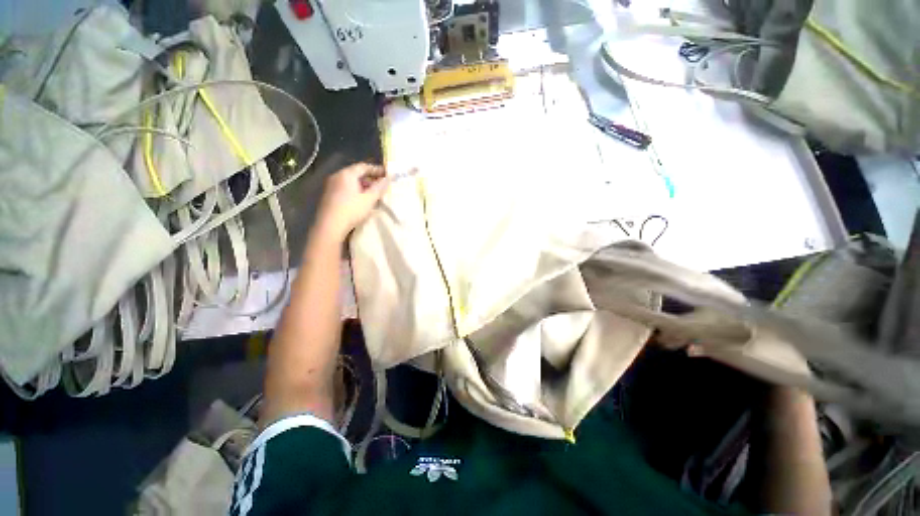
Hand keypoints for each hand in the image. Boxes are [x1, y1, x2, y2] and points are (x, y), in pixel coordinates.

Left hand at [315, 163, 389, 240]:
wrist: (330, 226)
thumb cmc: (351, 210)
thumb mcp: (369, 199)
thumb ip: (379, 188)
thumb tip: (387, 179)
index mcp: (346, 174)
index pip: (363, 166)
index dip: (376, 169)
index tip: (387, 174)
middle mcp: (337, 177)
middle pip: (356, 174)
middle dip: (370, 179)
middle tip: (382, 186)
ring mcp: (331, 186)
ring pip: (351, 182)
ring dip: (364, 186)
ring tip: (374, 195)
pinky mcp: (330, 196)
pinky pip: (346, 189)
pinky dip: (356, 192)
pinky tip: (363, 201)